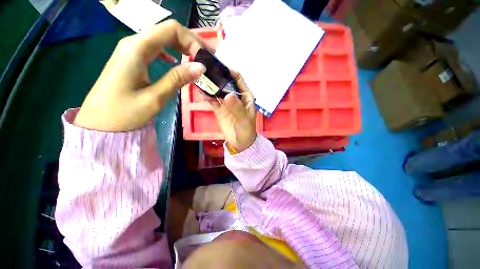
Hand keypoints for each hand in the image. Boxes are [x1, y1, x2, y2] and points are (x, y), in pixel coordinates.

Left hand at [74, 19, 205, 131]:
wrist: (99, 124)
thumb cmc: (124, 113)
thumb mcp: (155, 97)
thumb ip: (177, 79)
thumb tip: (201, 66)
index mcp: (137, 48)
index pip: (171, 30)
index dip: (192, 41)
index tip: (205, 59)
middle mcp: (133, 43)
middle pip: (167, 31)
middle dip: (190, 43)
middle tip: (206, 60)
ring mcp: (131, 51)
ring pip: (162, 39)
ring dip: (182, 47)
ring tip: (197, 60)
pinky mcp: (132, 60)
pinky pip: (155, 49)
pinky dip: (171, 53)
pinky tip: (177, 62)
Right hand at [205, 71, 256, 152]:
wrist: (240, 143)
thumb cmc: (246, 130)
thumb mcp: (244, 119)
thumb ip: (237, 108)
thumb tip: (228, 94)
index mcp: (245, 96)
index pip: (238, 80)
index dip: (230, 71)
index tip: (218, 65)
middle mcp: (235, 97)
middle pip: (226, 84)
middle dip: (217, 77)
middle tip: (205, 69)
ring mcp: (226, 104)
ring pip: (218, 91)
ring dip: (211, 85)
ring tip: (200, 77)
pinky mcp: (219, 110)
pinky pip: (213, 101)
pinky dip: (207, 96)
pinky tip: (200, 91)